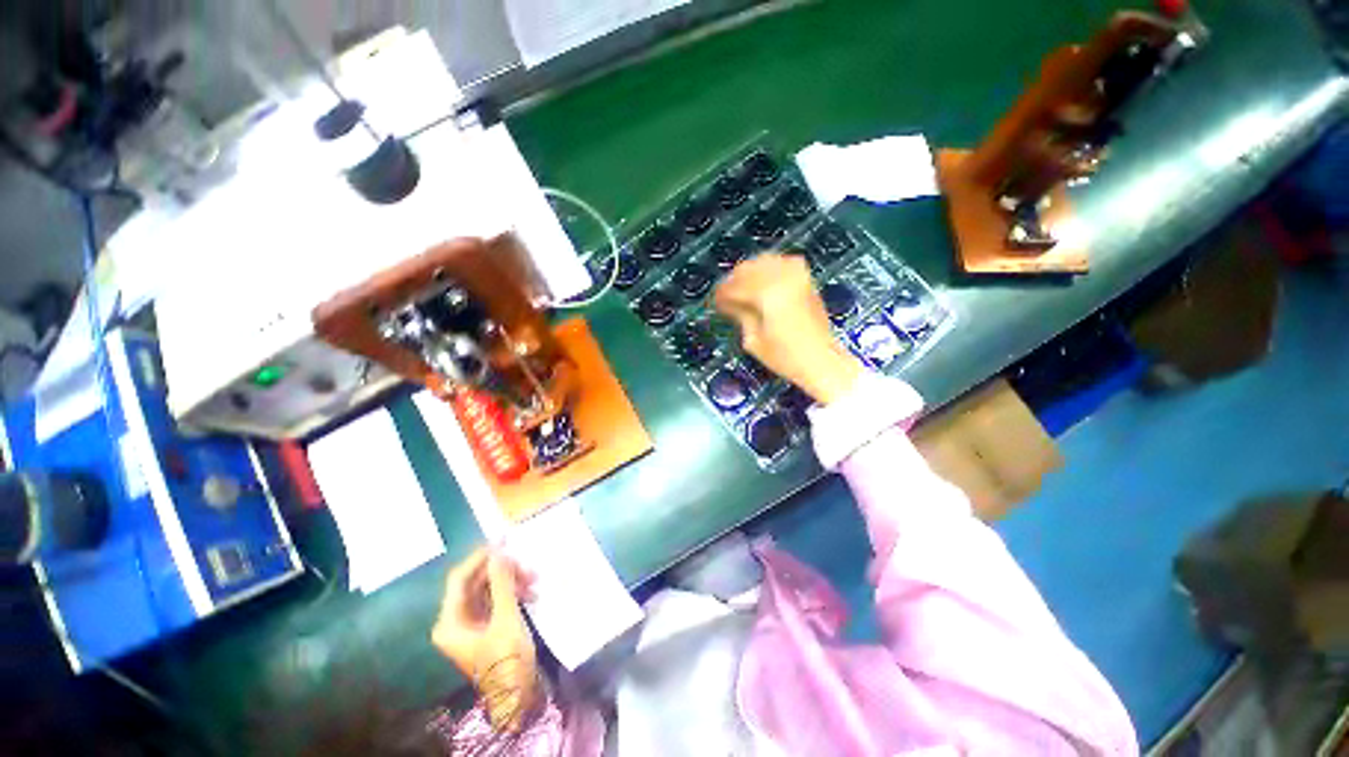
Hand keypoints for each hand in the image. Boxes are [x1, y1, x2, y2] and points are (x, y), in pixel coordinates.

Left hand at [431, 548, 538, 731]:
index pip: (460, 579)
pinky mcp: (486, 626)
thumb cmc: (507, 659)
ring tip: (536, 579)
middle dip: (503, 571)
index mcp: (450, 622)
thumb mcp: (506, 618)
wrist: (518, 696)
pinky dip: (514, 593)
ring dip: (513, 581)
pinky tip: (533, 593)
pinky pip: (497, 600)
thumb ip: (501, 583)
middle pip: (477, 583)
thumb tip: (500, 552)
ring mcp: (471, 624)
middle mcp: (455, 620)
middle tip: (528, 564)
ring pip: (490, 589)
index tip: (503, 541)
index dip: (480, 557)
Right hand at [714, 253, 863, 404]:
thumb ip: (740, 314)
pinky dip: (769, 267)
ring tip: (741, 288)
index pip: (736, 286)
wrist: (821, 360)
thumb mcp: (753, 340)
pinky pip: (783, 262)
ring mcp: (798, 276)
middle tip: (724, 295)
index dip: (722, 293)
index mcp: (768, 294)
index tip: (714, 301)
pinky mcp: (806, 279)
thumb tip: (727, 301)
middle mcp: (783, 278)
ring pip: (764, 261)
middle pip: (748, 269)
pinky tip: (763, 279)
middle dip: (733, 281)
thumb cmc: (785, 357)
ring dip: (749, 272)